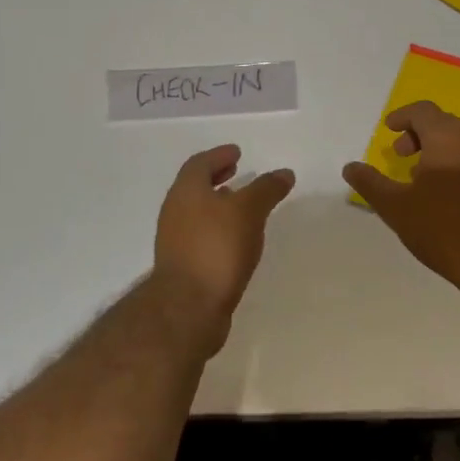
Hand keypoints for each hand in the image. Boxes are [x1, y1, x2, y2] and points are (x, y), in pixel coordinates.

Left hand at [153, 144, 295, 352]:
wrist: (188, 308)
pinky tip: (237, 240)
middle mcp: (175, 211)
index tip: (237, 152)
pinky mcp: (183, 266)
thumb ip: (266, 189)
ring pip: (198, 213)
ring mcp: (176, 241)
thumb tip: (284, 173)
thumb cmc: (216, 248)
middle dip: (216, 177)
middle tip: (237, 172)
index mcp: (186, 191)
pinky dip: (218, 229)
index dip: (219, 155)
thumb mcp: (249, 211)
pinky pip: (201, 236)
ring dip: (218, 205)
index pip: (200, 163)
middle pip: (195, 187)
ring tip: (242, 206)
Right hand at [343, 101, 459, 295]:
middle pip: (444, 123)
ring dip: (437, 151)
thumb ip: (371, 183)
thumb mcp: (396, 207)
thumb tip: (350, 167)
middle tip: (401, 155)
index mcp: (448, 139)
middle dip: (419, 134)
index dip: (403, 116)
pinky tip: (445, 197)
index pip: (424, 111)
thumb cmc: (443, 228)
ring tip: (419, 178)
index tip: (389, 130)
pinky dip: (455, 165)